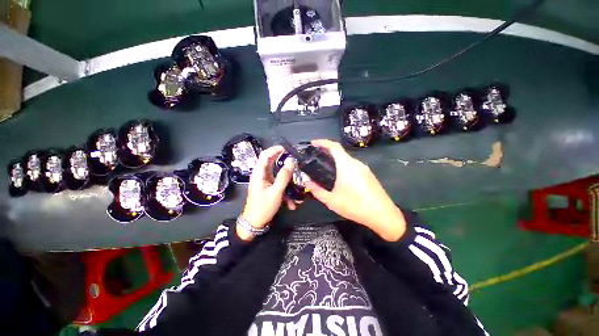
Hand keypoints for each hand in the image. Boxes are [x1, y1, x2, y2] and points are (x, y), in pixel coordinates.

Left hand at [238, 145, 294, 240]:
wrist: (254, 223)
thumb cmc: (263, 207)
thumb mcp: (276, 192)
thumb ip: (284, 176)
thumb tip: (291, 161)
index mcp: (259, 173)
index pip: (265, 155)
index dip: (275, 149)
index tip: (288, 148)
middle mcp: (260, 175)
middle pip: (271, 162)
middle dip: (283, 161)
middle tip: (295, 160)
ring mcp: (263, 182)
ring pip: (276, 174)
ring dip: (286, 180)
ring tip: (297, 183)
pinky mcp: (267, 188)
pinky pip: (277, 184)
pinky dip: (285, 191)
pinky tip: (291, 203)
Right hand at [305, 140, 406, 240]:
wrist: (382, 214)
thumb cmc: (356, 206)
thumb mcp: (332, 201)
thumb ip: (317, 190)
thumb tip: (307, 181)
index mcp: (347, 165)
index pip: (334, 146)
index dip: (322, 142)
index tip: (312, 144)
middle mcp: (357, 163)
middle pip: (340, 153)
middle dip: (327, 155)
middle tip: (316, 162)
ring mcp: (365, 169)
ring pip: (348, 162)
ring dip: (336, 164)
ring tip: (326, 174)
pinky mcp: (370, 176)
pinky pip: (354, 168)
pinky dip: (344, 170)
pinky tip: (340, 183)